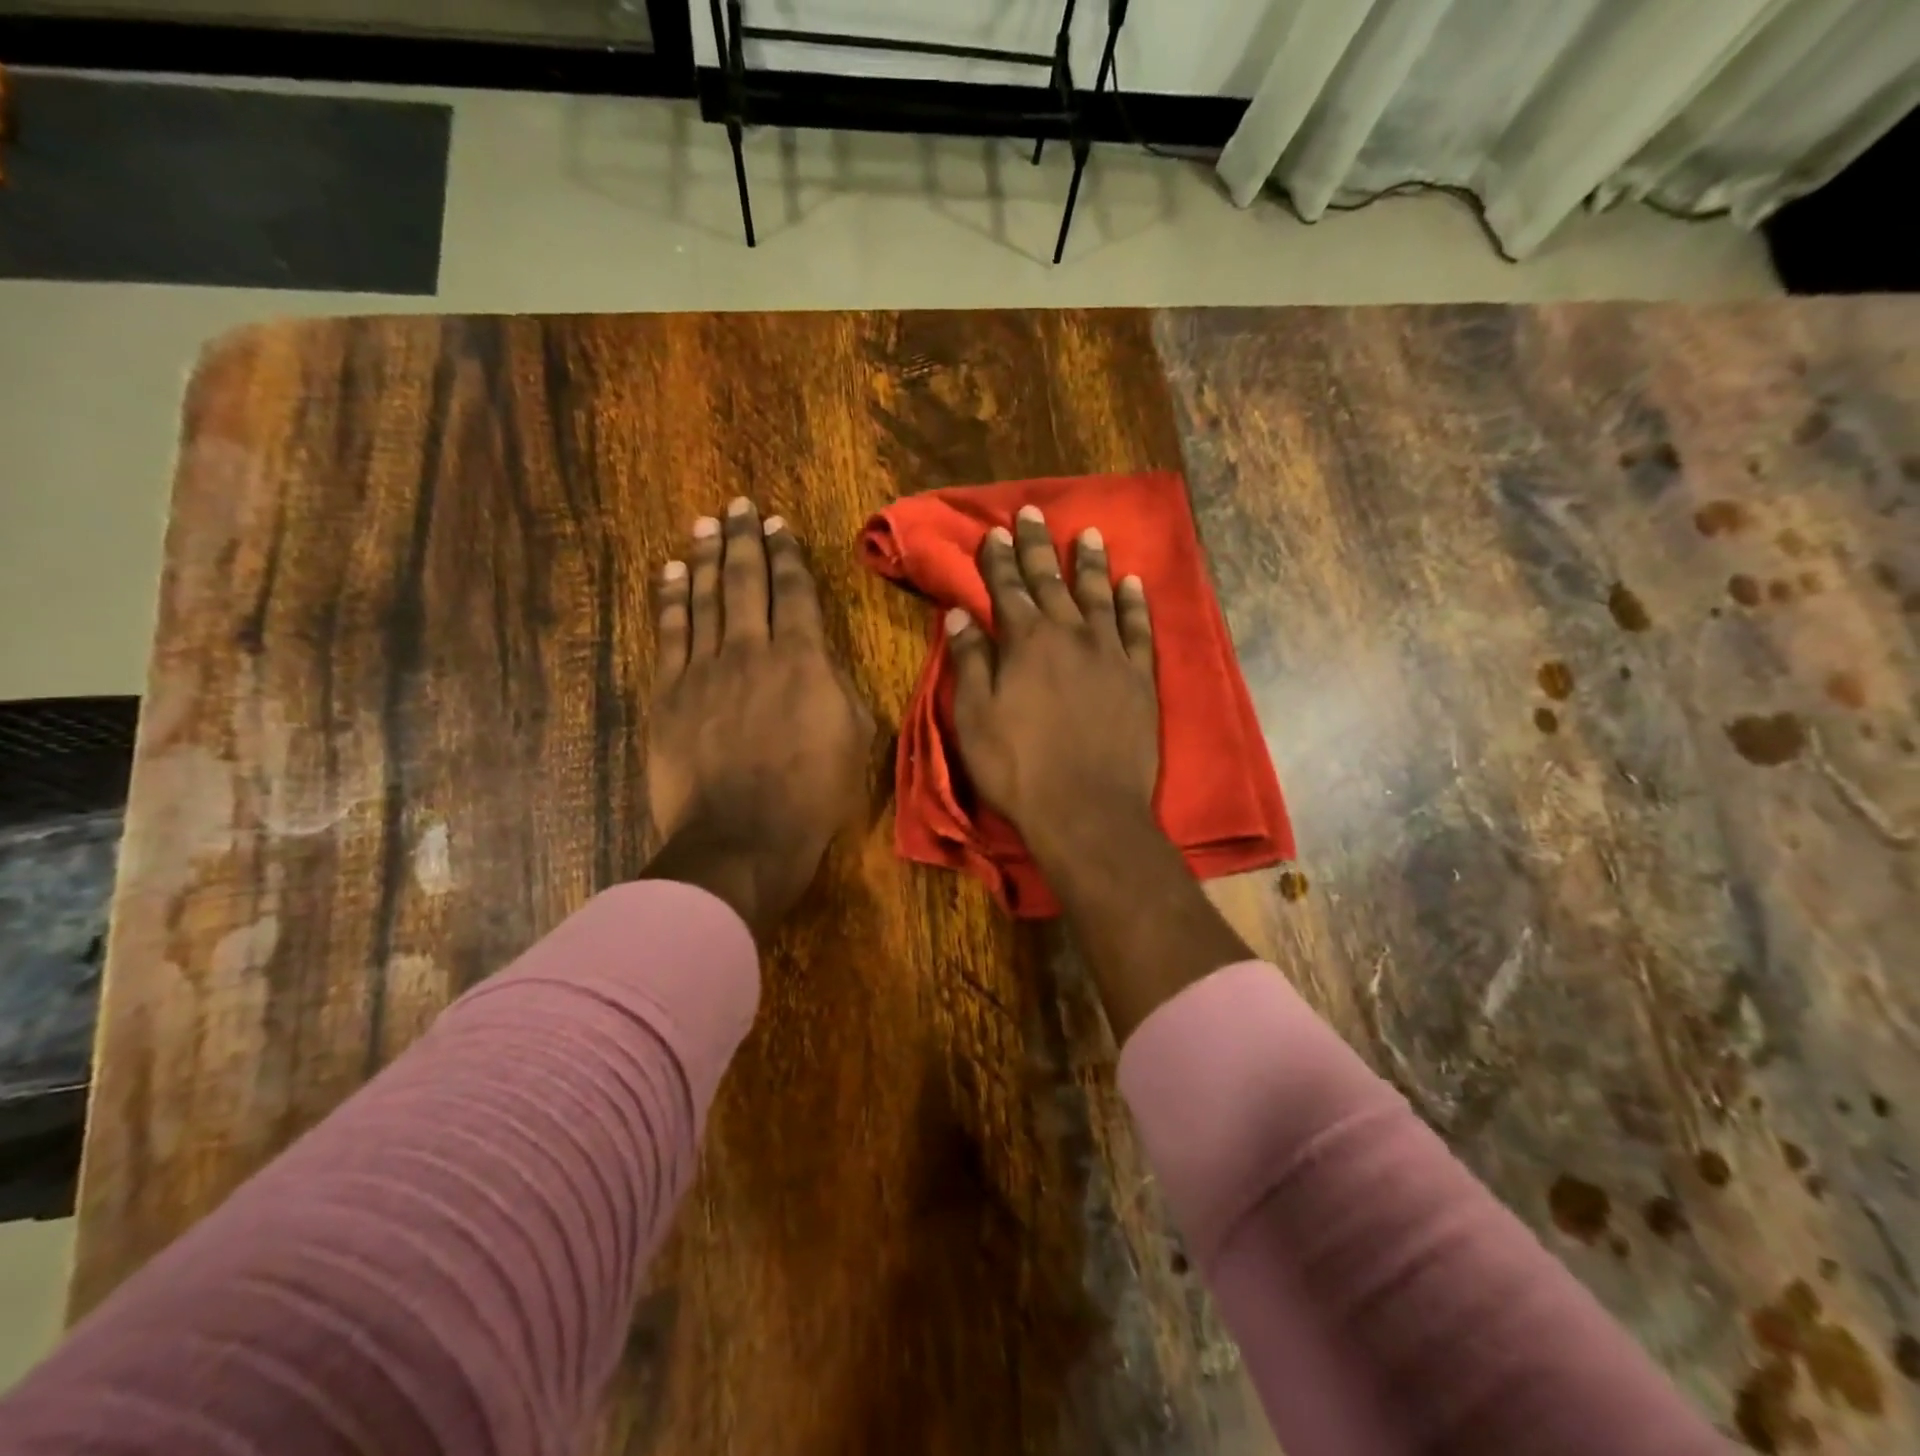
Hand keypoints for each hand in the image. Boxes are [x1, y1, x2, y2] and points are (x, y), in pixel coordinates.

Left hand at [642, 498, 874, 934]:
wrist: (743, 837)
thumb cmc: (812, 795)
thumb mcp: (856, 739)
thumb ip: (839, 687)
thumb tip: (822, 659)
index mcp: (804, 659)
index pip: (795, 592)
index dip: (787, 555)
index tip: (779, 526)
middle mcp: (753, 649)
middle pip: (746, 580)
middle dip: (744, 539)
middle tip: (739, 506)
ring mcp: (705, 668)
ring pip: (705, 597)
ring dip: (706, 556)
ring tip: (706, 523)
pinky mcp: (670, 691)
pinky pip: (669, 632)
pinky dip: (671, 598)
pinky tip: (672, 573)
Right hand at [946, 505, 1158, 863]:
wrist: (1088, 810)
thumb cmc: (1019, 769)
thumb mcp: (976, 718)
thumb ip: (970, 662)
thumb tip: (959, 614)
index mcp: (1025, 642)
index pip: (1007, 589)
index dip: (998, 560)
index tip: (994, 533)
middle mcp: (1069, 635)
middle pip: (1051, 581)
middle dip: (1038, 546)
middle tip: (1032, 512)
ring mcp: (1110, 653)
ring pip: (1099, 595)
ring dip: (1091, 563)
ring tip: (1088, 534)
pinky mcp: (1140, 677)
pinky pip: (1139, 629)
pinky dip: (1135, 603)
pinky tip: (1133, 583)